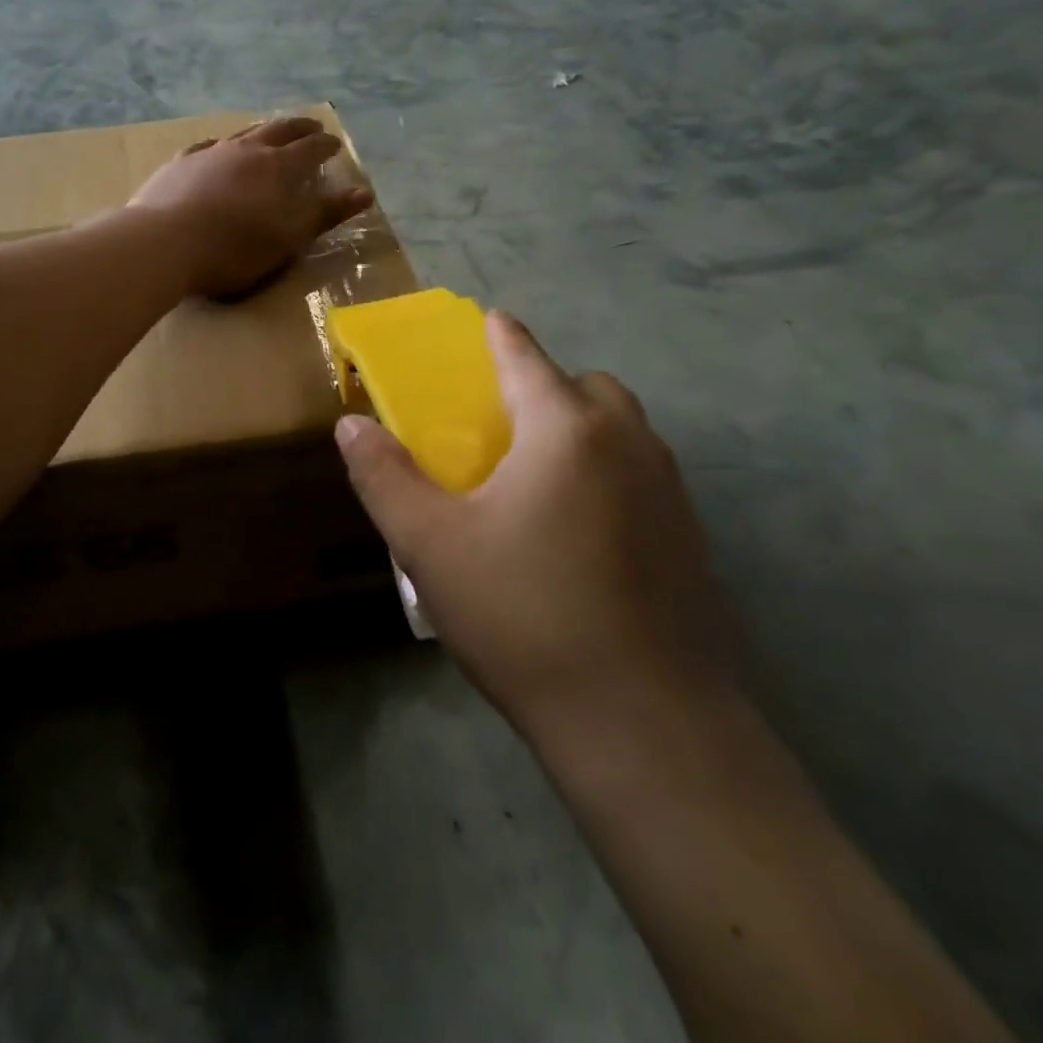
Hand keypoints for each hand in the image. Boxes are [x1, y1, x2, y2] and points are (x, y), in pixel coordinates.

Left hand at [131, 118, 373, 299]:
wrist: (165, 243)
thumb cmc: (234, 249)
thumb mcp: (288, 238)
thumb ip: (325, 214)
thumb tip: (365, 193)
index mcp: (278, 168)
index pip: (310, 149)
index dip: (325, 145)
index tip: (335, 144)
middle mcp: (246, 151)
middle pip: (279, 130)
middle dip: (299, 128)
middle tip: (312, 126)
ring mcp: (210, 153)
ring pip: (243, 133)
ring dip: (262, 130)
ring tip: (270, 131)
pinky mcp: (180, 164)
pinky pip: (206, 147)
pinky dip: (221, 145)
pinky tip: (217, 149)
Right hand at [334, 312, 734, 738]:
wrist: (643, 722)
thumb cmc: (524, 616)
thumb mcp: (430, 545)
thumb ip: (385, 476)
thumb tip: (350, 425)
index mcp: (566, 429)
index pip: (525, 356)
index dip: (499, 335)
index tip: (486, 320)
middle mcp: (628, 443)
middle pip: (585, 387)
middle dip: (546, 388)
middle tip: (504, 429)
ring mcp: (671, 491)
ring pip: (622, 432)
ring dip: (581, 431)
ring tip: (537, 481)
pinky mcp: (692, 538)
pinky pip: (643, 477)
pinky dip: (610, 476)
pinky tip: (580, 536)